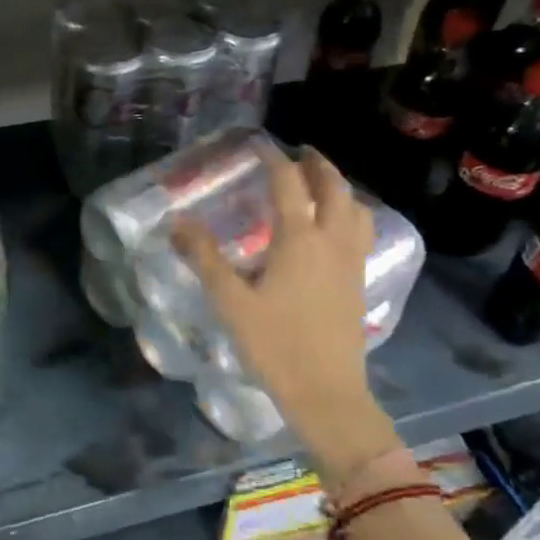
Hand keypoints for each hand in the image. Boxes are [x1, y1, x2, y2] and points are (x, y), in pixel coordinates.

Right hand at [173, 146, 399, 478]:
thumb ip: (204, 259)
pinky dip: (351, 214)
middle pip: (335, 189)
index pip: (289, 185)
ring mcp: (350, 262)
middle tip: (300, 153)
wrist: (326, 392)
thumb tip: (177, 223)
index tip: (261, 147)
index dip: (275, 161)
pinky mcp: (358, 283)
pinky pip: (361, 232)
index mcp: (299, 240)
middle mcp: (332, 242)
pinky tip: (336, 229)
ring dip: (341, 188)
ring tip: (323, 185)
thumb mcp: (231, 302)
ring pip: (357, 209)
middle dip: (318, 165)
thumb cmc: (275, 345)